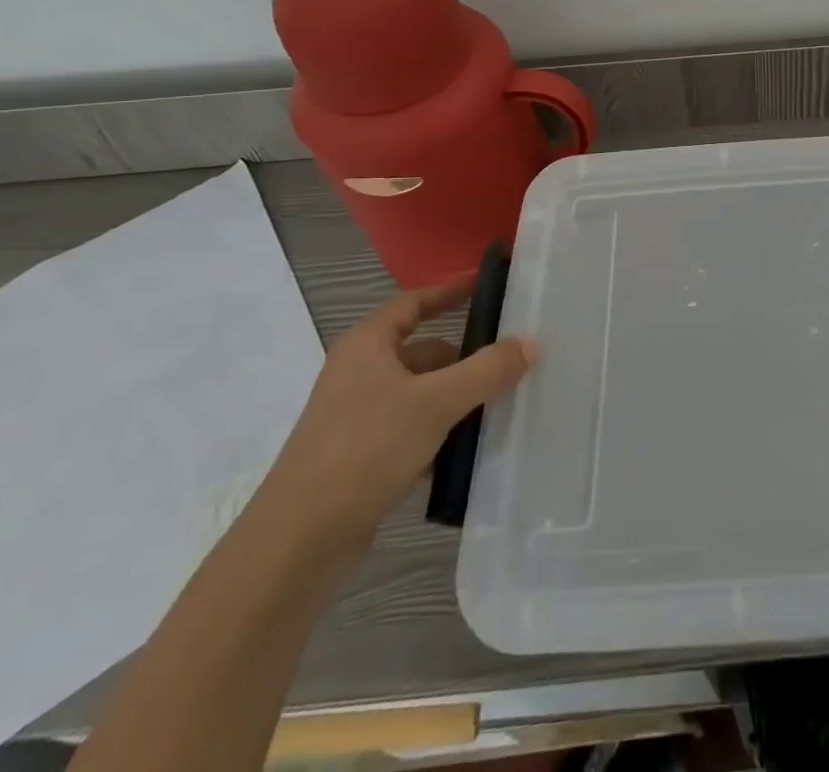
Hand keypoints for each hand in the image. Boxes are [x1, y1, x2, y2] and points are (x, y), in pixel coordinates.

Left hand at [254, 287, 534, 563]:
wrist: (297, 543)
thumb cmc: (364, 450)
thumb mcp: (435, 403)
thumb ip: (486, 370)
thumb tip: (530, 343)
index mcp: (367, 345)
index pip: (414, 302)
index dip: (450, 291)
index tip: (488, 285)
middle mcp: (360, 373)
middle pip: (423, 350)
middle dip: (466, 355)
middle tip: (513, 356)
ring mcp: (358, 417)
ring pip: (421, 393)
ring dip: (458, 397)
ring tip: (504, 401)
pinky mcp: (362, 457)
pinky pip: (414, 430)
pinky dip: (442, 432)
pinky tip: (471, 448)